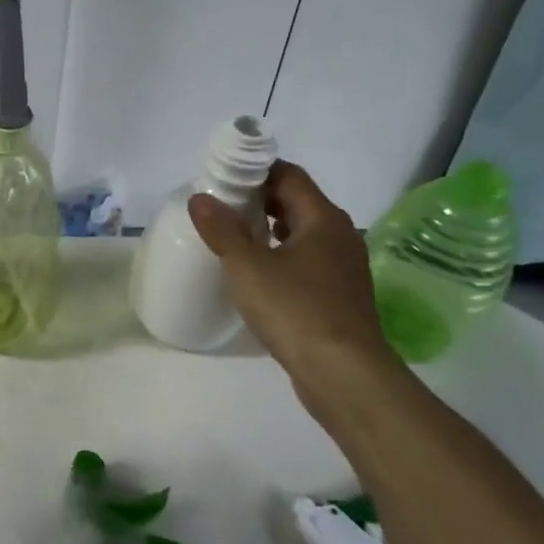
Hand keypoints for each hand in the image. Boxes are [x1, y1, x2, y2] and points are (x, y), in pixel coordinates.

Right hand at [188, 161, 393, 380]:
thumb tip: (199, 198)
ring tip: (232, 236)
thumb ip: (222, 230)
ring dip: (269, 229)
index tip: (223, 177)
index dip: (256, 170)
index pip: (289, 176)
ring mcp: (343, 268)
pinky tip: (257, 273)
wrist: (344, 373)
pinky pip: (306, 261)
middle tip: (220, 206)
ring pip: (302, 234)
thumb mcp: (247, 267)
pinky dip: (281, 256)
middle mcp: (339, 236)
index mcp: (322, 219)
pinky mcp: (339, 295)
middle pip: (297, 202)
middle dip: (259, 199)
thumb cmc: (295, 309)